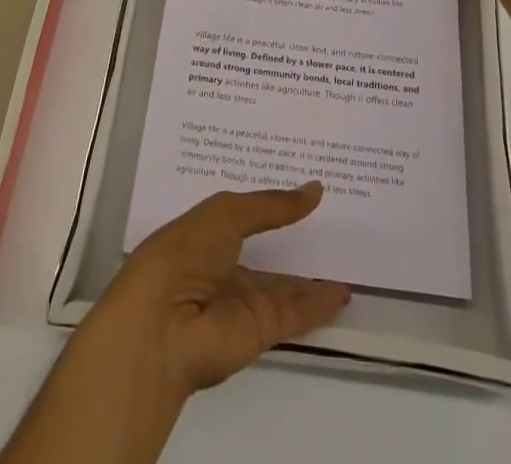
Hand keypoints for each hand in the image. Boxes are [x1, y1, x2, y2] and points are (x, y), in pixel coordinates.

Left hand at [0, 186, 348, 463]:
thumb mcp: (227, 212)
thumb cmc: (185, 252)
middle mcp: (227, 264)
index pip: (246, 212)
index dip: (271, 199)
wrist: (163, 324)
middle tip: (334, 212)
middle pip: (268, 248)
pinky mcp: (261, 329)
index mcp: (209, 232)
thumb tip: (316, 189)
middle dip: (295, 233)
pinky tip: (343, 291)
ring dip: (313, 273)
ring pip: (286, 283)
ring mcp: (244, 299)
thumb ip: (272, 205)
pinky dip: (319, 304)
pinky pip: (297, 313)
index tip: (302, 181)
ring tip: (348, 250)